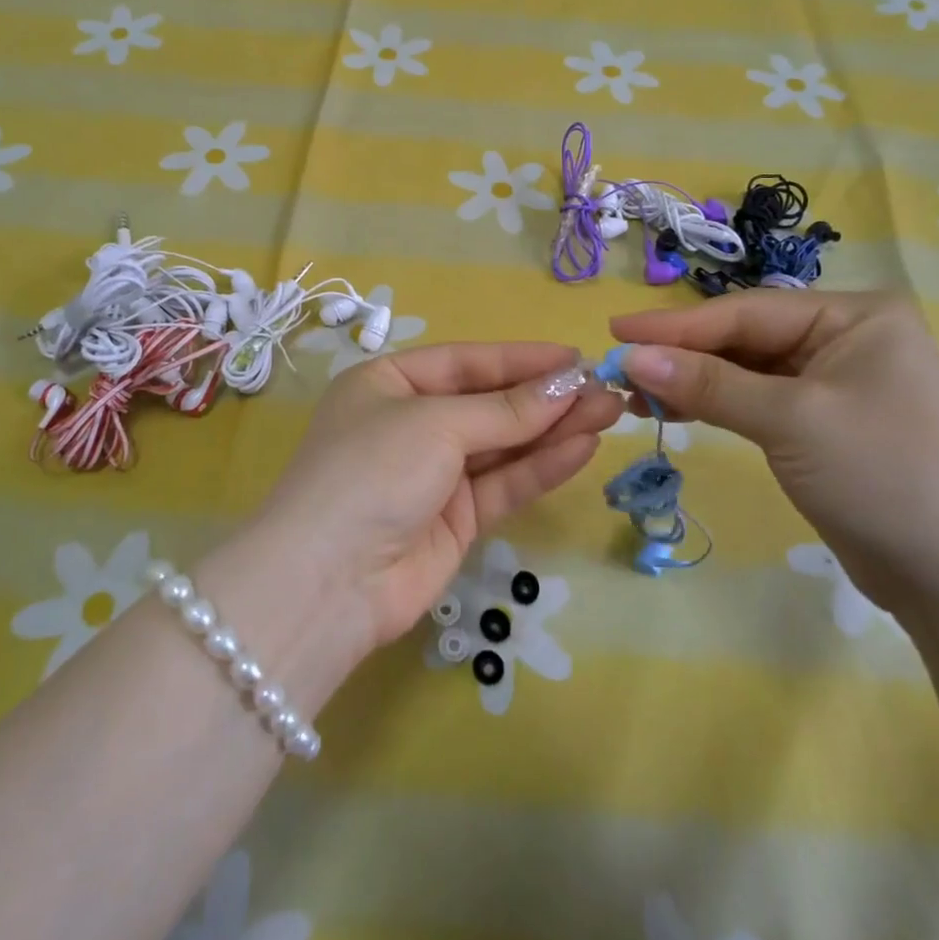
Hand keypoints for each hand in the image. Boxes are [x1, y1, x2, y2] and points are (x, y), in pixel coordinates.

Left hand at [244, 343, 622, 657]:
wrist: (328, 582)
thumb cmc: (373, 470)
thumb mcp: (436, 424)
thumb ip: (505, 411)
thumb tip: (567, 384)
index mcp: (388, 383)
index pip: (465, 362)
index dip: (521, 359)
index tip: (576, 357)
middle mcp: (410, 423)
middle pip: (488, 403)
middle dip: (545, 396)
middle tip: (606, 388)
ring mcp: (432, 474)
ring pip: (503, 444)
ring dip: (553, 429)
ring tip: (610, 411)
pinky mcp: (454, 519)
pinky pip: (504, 483)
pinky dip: (541, 466)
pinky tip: (583, 447)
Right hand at [611, 292, 938, 618]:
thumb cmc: (884, 476)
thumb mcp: (790, 420)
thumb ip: (708, 383)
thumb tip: (630, 356)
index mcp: (853, 315)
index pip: (745, 312)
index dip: (675, 324)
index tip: (614, 329)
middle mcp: (843, 338)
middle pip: (742, 338)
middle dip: (681, 354)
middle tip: (618, 367)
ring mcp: (832, 382)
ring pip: (743, 370)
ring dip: (691, 381)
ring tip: (635, 394)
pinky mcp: (820, 423)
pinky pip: (753, 400)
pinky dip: (714, 404)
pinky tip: (673, 409)